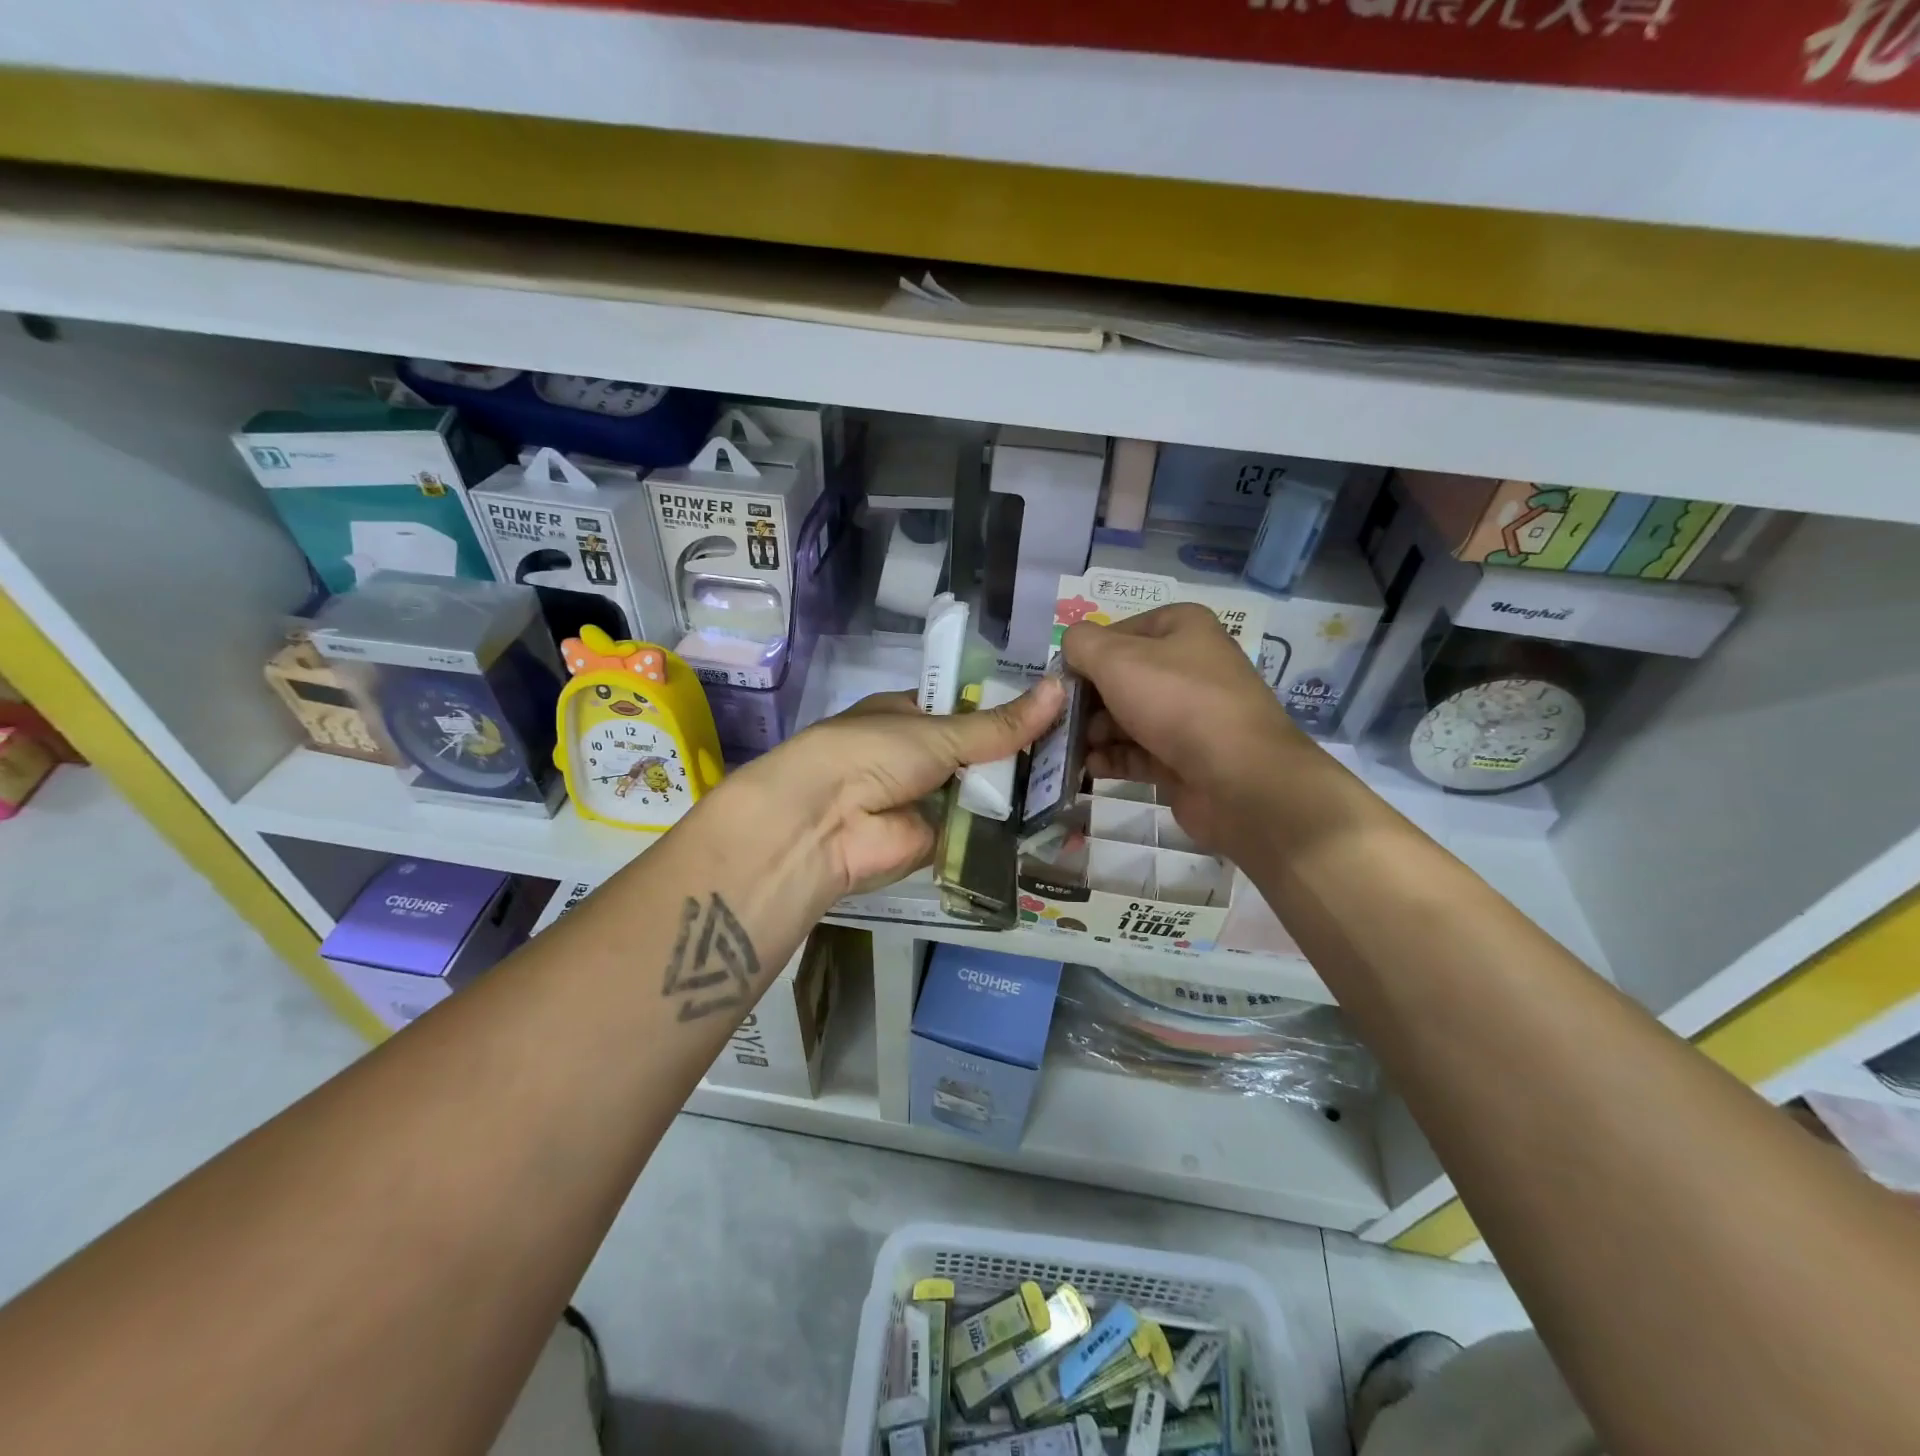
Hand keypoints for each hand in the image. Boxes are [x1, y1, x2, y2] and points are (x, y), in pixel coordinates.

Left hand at [730, 679, 1066, 898]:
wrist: (825, 823)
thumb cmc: (873, 753)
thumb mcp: (939, 730)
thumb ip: (999, 724)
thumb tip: (1060, 688)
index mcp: (910, 716)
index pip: (967, 710)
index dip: (1007, 710)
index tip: (1058, 708)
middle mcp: (919, 757)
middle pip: (980, 753)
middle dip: (1021, 753)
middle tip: (1083, 746)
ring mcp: (928, 800)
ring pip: (983, 792)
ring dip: (1021, 790)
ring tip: (1082, 778)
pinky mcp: (938, 842)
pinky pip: (980, 830)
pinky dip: (1010, 827)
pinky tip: (1058, 819)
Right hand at [1063, 604, 1302, 855]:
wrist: (1238, 777)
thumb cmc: (1175, 702)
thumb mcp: (1116, 659)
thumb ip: (1081, 645)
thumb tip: (1069, 649)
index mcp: (1182, 628)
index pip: (1118, 632)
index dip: (1087, 655)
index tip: (1061, 681)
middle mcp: (1189, 666)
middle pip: (1121, 677)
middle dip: (1087, 699)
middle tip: (1061, 719)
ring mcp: (1190, 714)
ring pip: (1127, 717)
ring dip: (1095, 732)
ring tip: (1070, 747)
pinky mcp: (1185, 757)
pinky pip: (1139, 752)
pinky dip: (1113, 758)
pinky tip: (1090, 767)